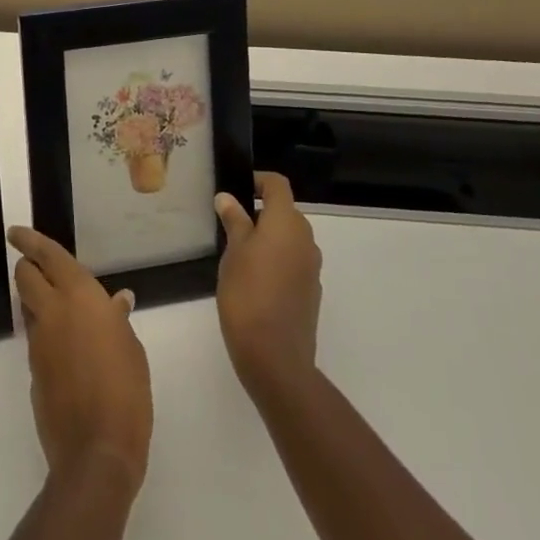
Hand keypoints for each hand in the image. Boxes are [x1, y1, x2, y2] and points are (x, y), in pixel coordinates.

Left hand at [8, 226, 153, 489]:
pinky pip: (35, 337)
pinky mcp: (33, 370)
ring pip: (27, 306)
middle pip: (25, 276)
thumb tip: (117, 302)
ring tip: (58, 307)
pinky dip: (44, 331)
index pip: (48, 255)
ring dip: (35, 299)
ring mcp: (39, 342)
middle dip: (28, 267)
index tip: (16, 231)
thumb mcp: (131, 347)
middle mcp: (53, 311)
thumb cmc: (126, 390)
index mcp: (80, 296)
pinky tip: (65, 346)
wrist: (97, 451)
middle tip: (39, 268)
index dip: (29, 240)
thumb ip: (117, 319)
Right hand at [215, 172, 322, 393]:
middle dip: (261, 212)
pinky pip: (294, 262)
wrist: (275, 359)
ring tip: (240, 254)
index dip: (258, 181)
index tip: (236, 191)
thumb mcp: (233, 253)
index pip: (278, 185)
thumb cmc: (248, 295)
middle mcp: (306, 239)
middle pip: (285, 211)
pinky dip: (277, 260)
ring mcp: (312, 267)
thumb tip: (228, 198)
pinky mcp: (311, 291)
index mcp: (287, 223)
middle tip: (231, 225)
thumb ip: (234, 221)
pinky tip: (256, 281)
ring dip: (269, 238)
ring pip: (290, 238)